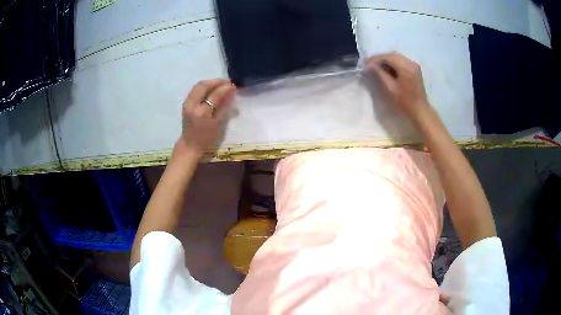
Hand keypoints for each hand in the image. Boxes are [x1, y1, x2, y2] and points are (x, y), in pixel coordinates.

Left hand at [175, 79, 235, 157]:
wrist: (190, 145)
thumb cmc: (207, 138)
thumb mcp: (219, 124)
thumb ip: (225, 107)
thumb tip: (231, 93)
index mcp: (202, 112)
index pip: (215, 94)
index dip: (225, 88)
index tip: (233, 86)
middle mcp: (192, 105)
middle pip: (203, 86)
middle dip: (216, 81)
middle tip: (227, 82)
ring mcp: (187, 103)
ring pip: (198, 86)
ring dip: (210, 83)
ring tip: (220, 84)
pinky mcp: (186, 103)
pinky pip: (195, 90)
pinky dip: (204, 87)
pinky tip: (211, 89)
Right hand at [366, 52, 430, 121]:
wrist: (420, 111)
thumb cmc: (405, 102)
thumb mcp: (390, 89)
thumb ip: (379, 74)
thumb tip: (369, 65)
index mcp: (406, 67)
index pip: (387, 57)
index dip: (374, 59)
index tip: (365, 66)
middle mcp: (411, 62)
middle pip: (391, 55)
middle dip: (379, 59)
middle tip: (369, 66)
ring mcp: (413, 65)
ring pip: (396, 57)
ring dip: (385, 61)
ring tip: (376, 68)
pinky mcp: (414, 68)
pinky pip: (400, 61)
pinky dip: (392, 63)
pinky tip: (386, 70)